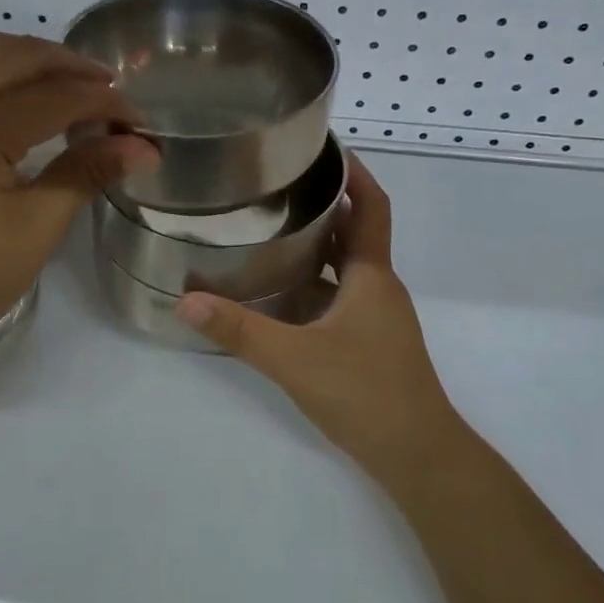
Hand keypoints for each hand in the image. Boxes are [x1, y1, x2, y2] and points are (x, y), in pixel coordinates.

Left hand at [0, 33, 158, 359]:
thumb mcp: (38, 224)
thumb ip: (88, 172)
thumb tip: (144, 147)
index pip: (53, 95)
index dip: (105, 103)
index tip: (141, 123)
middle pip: (15, 55)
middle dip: (70, 66)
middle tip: (113, 93)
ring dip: (39, 68)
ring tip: (81, 95)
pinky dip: (13, 85)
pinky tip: (41, 113)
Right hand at [175, 156, 463, 481]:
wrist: (418, 456)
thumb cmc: (366, 393)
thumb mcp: (294, 358)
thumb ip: (239, 330)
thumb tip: (185, 300)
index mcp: (370, 276)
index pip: (371, 207)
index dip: (355, 173)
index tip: (325, 146)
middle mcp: (378, 288)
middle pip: (353, 232)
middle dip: (323, 204)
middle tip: (277, 184)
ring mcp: (376, 317)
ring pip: (343, 267)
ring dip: (315, 245)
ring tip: (268, 229)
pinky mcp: (369, 342)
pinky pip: (338, 297)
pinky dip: (312, 284)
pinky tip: (277, 293)